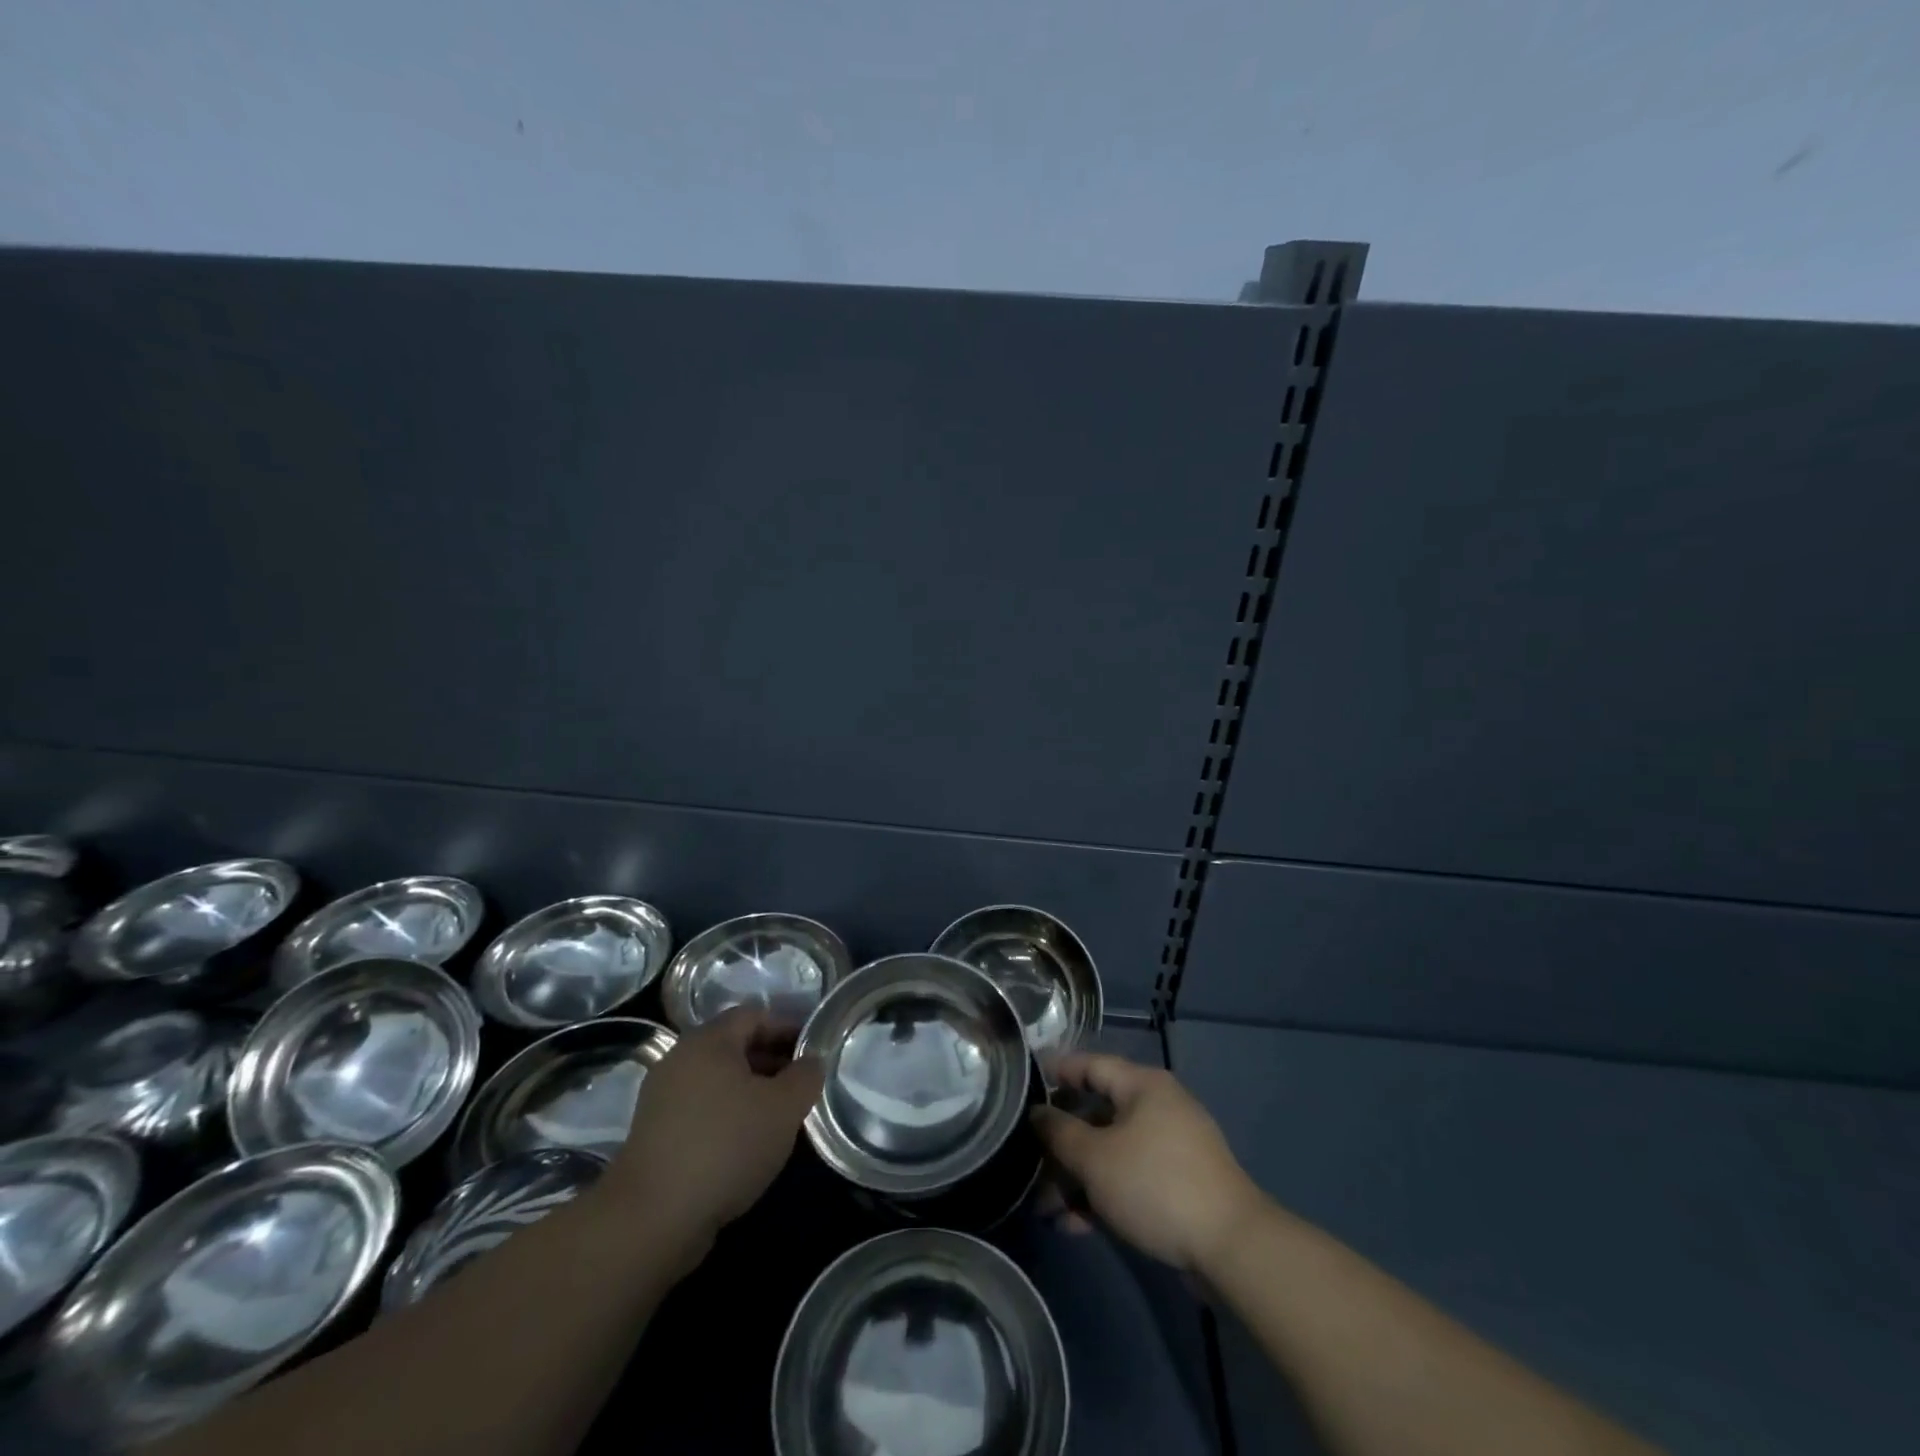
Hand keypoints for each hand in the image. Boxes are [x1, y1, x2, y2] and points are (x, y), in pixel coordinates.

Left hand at [603, 1008, 823, 1267]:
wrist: (651, 1219)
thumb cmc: (726, 1146)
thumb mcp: (784, 1108)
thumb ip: (806, 1076)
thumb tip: (812, 1060)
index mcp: (708, 1040)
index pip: (755, 1015)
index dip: (788, 1027)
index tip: (813, 1050)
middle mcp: (680, 1058)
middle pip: (734, 1045)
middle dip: (772, 1060)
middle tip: (801, 1085)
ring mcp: (662, 1097)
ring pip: (717, 1080)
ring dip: (750, 1090)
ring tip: (779, 1117)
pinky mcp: (654, 1133)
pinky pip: (701, 1108)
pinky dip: (727, 1115)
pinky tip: (746, 1144)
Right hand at [1030, 1051, 1265, 1273]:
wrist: (1231, 1247)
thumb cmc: (1155, 1185)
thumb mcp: (1096, 1158)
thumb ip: (1059, 1132)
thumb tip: (1037, 1113)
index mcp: (1142, 1086)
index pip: (1091, 1065)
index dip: (1057, 1072)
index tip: (1024, 1084)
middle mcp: (1158, 1107)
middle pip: (1097, 1114)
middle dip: (1062, 1145)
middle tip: (1029, 1166)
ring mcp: (1170, 1147)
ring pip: (1111, 1152)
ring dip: (1078, 1178)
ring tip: (1047, 1211)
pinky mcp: (1178, 1184)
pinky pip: (1130, 1178)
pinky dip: (1103, 1195)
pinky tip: (1075, 1226)